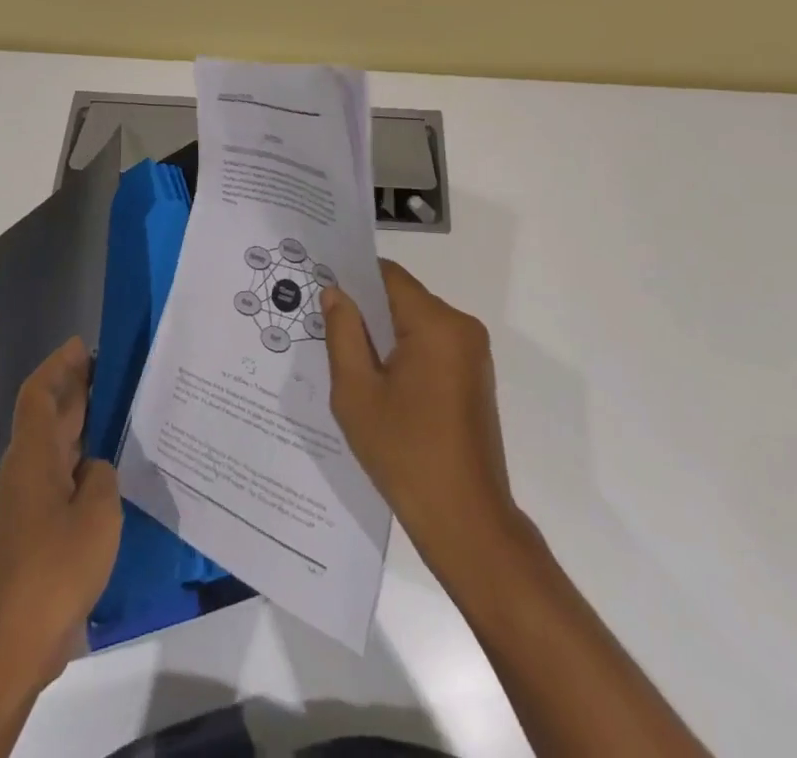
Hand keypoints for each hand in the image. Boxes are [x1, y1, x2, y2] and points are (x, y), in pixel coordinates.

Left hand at [0, 336, 121, 693]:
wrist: (12, 645)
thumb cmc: (55, 569)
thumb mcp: (97, 512)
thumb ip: (101, 475)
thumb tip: (94, 468)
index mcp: (33, 457)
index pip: (39, 394)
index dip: (59, 364)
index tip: (85, 345)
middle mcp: (25, 471)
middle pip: (48, 415)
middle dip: (76, 387)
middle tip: (115, 368)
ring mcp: (27, 502)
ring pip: (54, 444)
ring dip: (81, 421)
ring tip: (121, 407)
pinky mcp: (34, 528)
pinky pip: (60, 474)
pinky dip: (82, 457)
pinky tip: (112, 467)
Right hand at [322, 261, 518, 576]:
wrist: (466, 521)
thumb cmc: (405, 454)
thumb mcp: (357, 392)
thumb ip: (343, 333)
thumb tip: (335, 292)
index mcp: (436, 323)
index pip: (388, 276)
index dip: (353, 277)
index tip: (322, 288)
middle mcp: (461, 326)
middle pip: (403, 298)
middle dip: (366, 310)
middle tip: (326, 328)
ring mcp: (473, 352)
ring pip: (417, 323)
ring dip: (385, 334)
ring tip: (349, 359)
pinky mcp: (475, 376)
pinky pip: (432, 345)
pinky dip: (405, 353)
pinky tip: (380, 383)